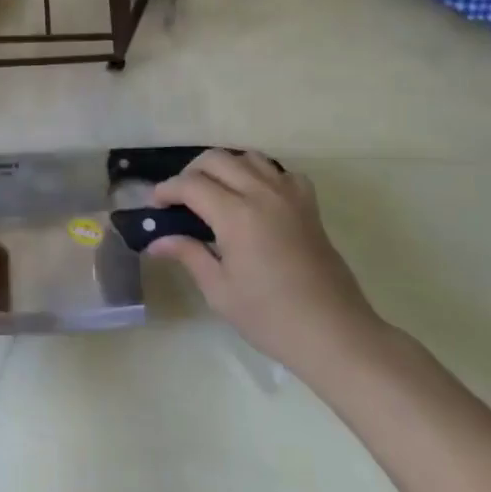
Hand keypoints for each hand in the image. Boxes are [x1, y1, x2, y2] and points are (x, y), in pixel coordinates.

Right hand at [148, 150, 387, 390]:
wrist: (335, 334)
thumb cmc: (271, 318)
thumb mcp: (220, 291)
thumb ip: (188, 255)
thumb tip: (157, 241)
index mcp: (236, 215)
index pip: (191, 184)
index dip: (167, 190)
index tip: (155, 205)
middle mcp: (262, 194)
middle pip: (217, 159)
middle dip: (191, 172)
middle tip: (180, 199)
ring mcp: (290, 196)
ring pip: (249, 158)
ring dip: (225, 167)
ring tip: (215, 193)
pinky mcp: (309, 206)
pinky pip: (281, 172)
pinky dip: (262, 175)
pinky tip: (256, 197)